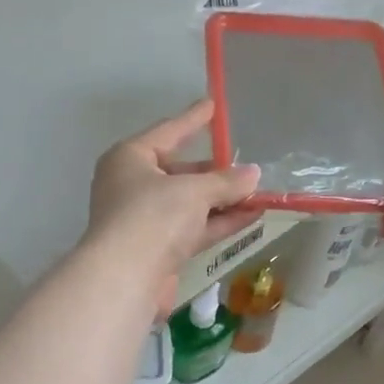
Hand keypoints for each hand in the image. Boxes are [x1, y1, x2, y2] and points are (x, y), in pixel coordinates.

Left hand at [86, 101, 261, 315]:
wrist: (126, 278)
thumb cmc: (152, 217)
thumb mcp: (194, 191)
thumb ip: (226, 181)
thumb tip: (253, 174)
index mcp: (129, 159)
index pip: (167, 132)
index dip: (192, 120)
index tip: (212, 105)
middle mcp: (133, 187)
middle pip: (179, 172)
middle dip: (214, 172)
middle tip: (245, 167)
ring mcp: (146, 221)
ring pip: (189, 204)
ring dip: (223, 199)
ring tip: (258, 192)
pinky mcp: (159, 250)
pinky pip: (194, 228)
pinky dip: (219, 221)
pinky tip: (250, 215)